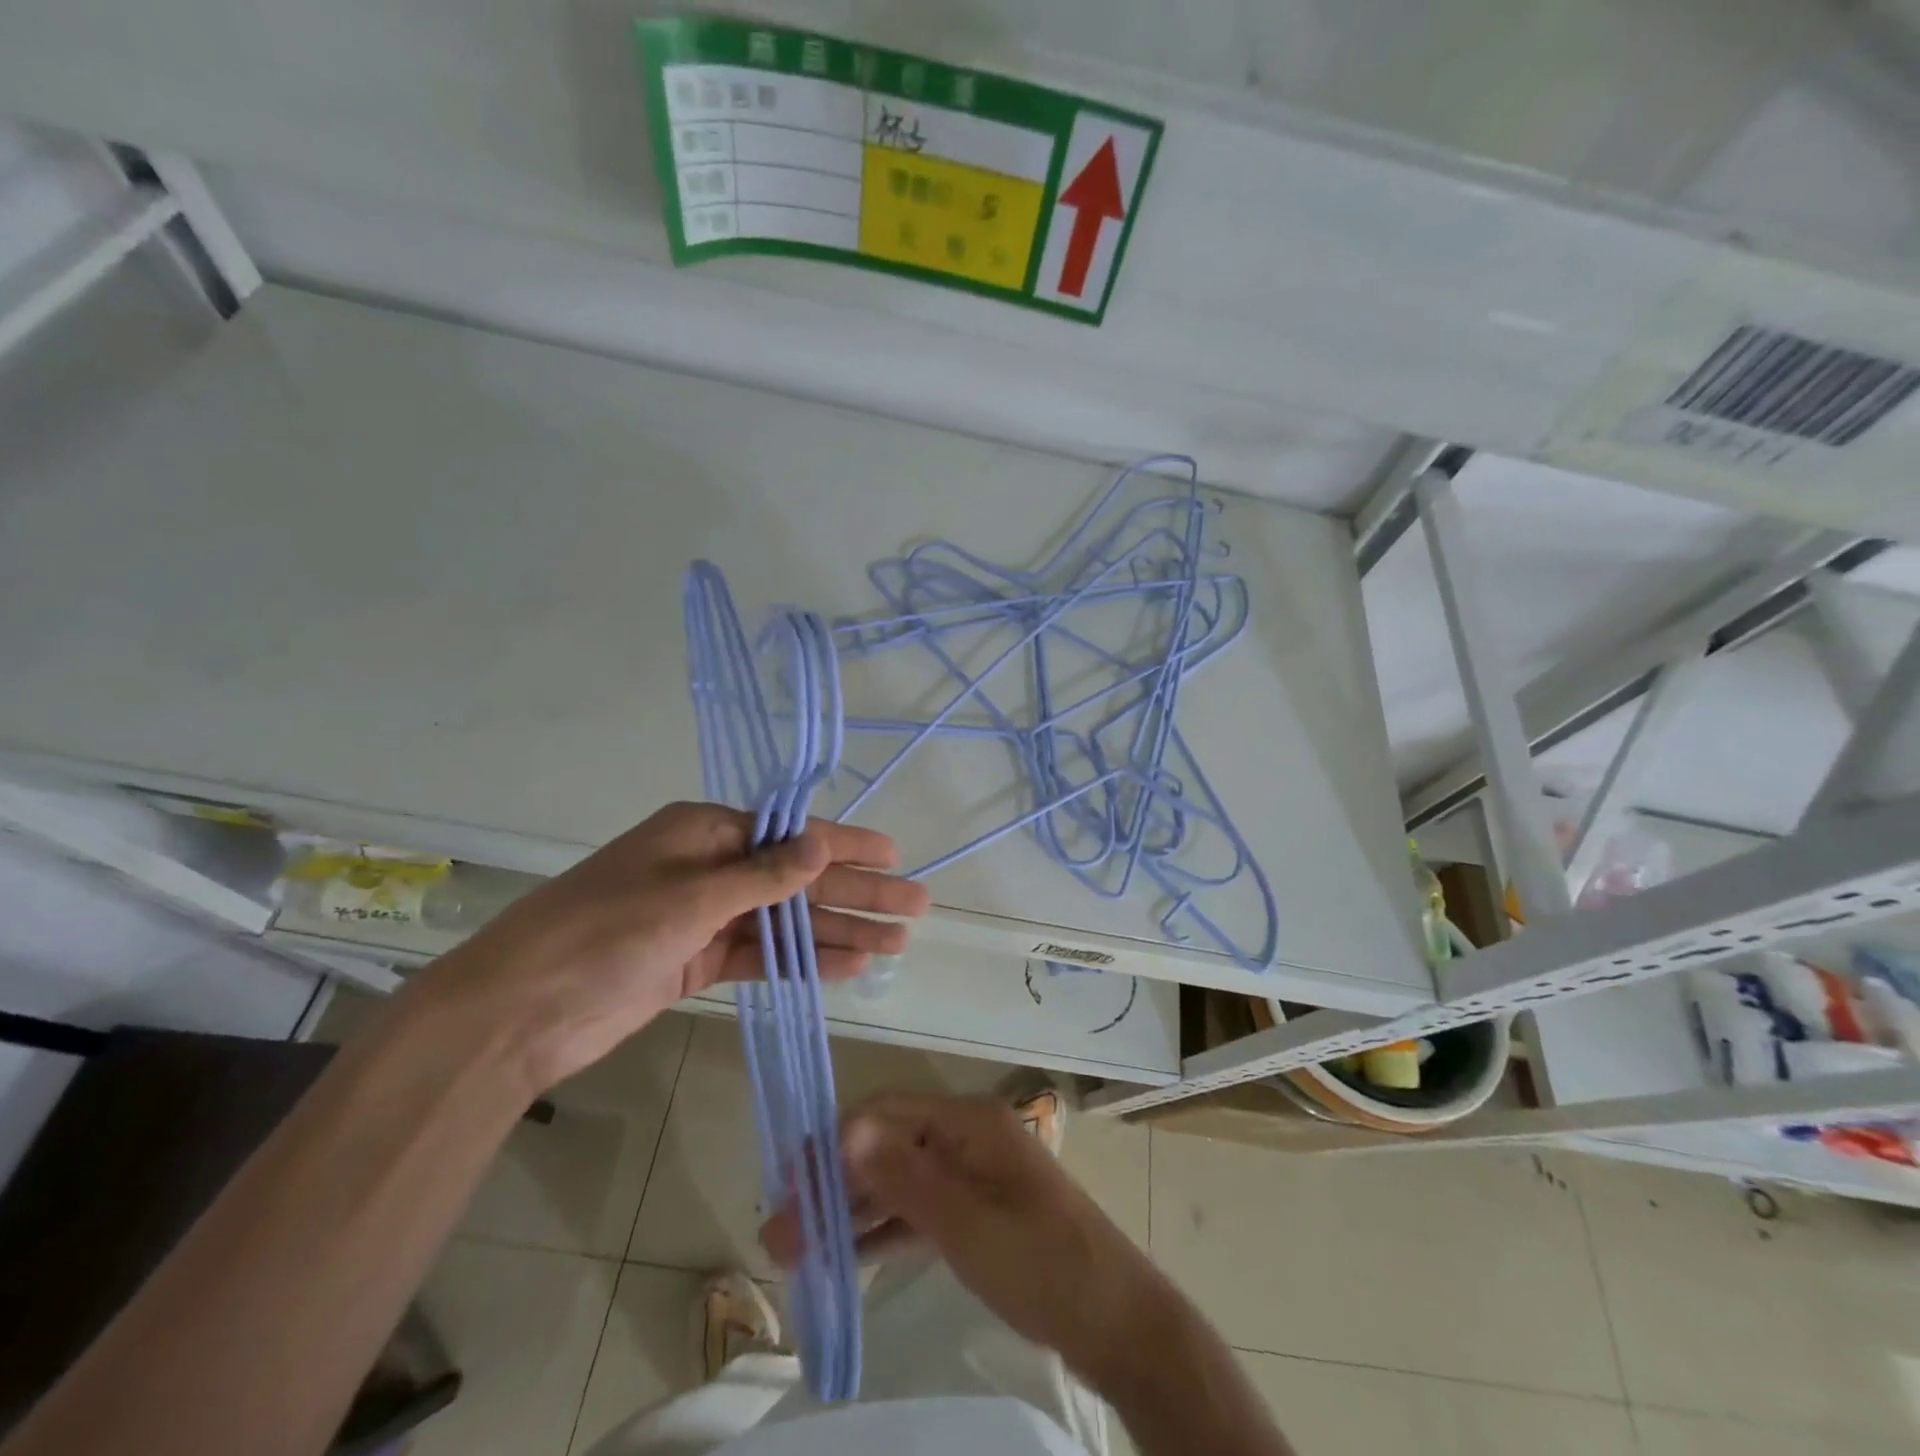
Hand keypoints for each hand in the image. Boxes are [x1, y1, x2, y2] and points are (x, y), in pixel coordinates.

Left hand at [416, 802, 929, 1091]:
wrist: (515, 1014)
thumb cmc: (601, 935)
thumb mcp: (686, 898)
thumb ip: (761, 876)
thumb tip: (821, 844)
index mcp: (702, 833)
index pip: (791, 835)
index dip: (846, 845)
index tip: (894, 854)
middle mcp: (709, 868)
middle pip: (798, 879)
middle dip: (856, 893)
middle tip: (915, 908)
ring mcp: (703, 917)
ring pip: (786, 921)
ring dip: (839, 931)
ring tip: (895, 944)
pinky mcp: (696, 960)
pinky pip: (762, 955)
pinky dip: (802, 962)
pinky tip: (847, 968)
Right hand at [760, 1092, 1176, 1387]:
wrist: (1116, 1321)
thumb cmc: (1041, 1264)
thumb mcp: (966, 1224)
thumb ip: (903, 1178)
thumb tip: (846, 1128)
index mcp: (968, 1121)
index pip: (886, 1114)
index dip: (834, 1143)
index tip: (786, 1184)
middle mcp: (967, 1136)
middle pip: (888, 1146)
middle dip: (834, 1183)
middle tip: (778, 1231)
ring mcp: (972, 1174)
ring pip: (899, 1180)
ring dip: (851, 1210)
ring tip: (795, 1249)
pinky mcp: (976, 1210)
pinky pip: (919, 1210)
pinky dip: (883, 1229)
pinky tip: (844, 1254)